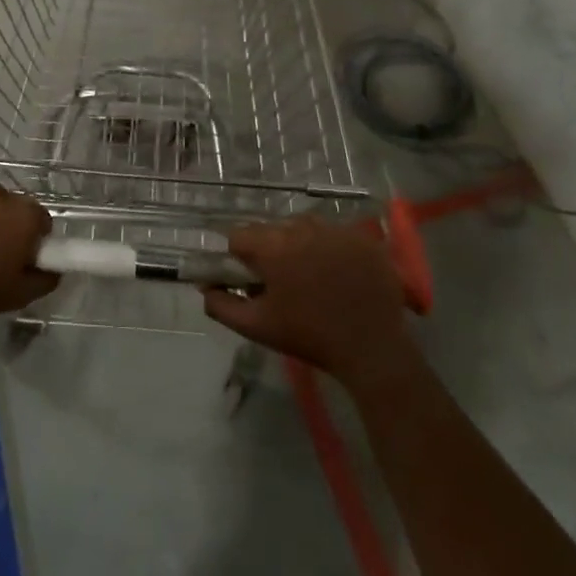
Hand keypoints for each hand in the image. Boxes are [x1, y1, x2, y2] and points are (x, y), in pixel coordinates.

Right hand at [202, 219, 414, 384]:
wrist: (371, 348)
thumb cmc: (309, 336)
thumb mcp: (257, 327)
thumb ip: (222, 305)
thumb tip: (204, 287)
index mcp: (273, 247)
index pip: (240, 235)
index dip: (240, 256)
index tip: (251, 279)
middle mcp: (303, 228)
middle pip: (273, 229)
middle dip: (272, 250)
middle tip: (284, 282)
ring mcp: (336, 230)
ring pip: (305, 227)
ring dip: (301, 244)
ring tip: (313, 276)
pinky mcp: (362, 238)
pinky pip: (335, 233)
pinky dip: (331, 248)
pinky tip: (338, 274)